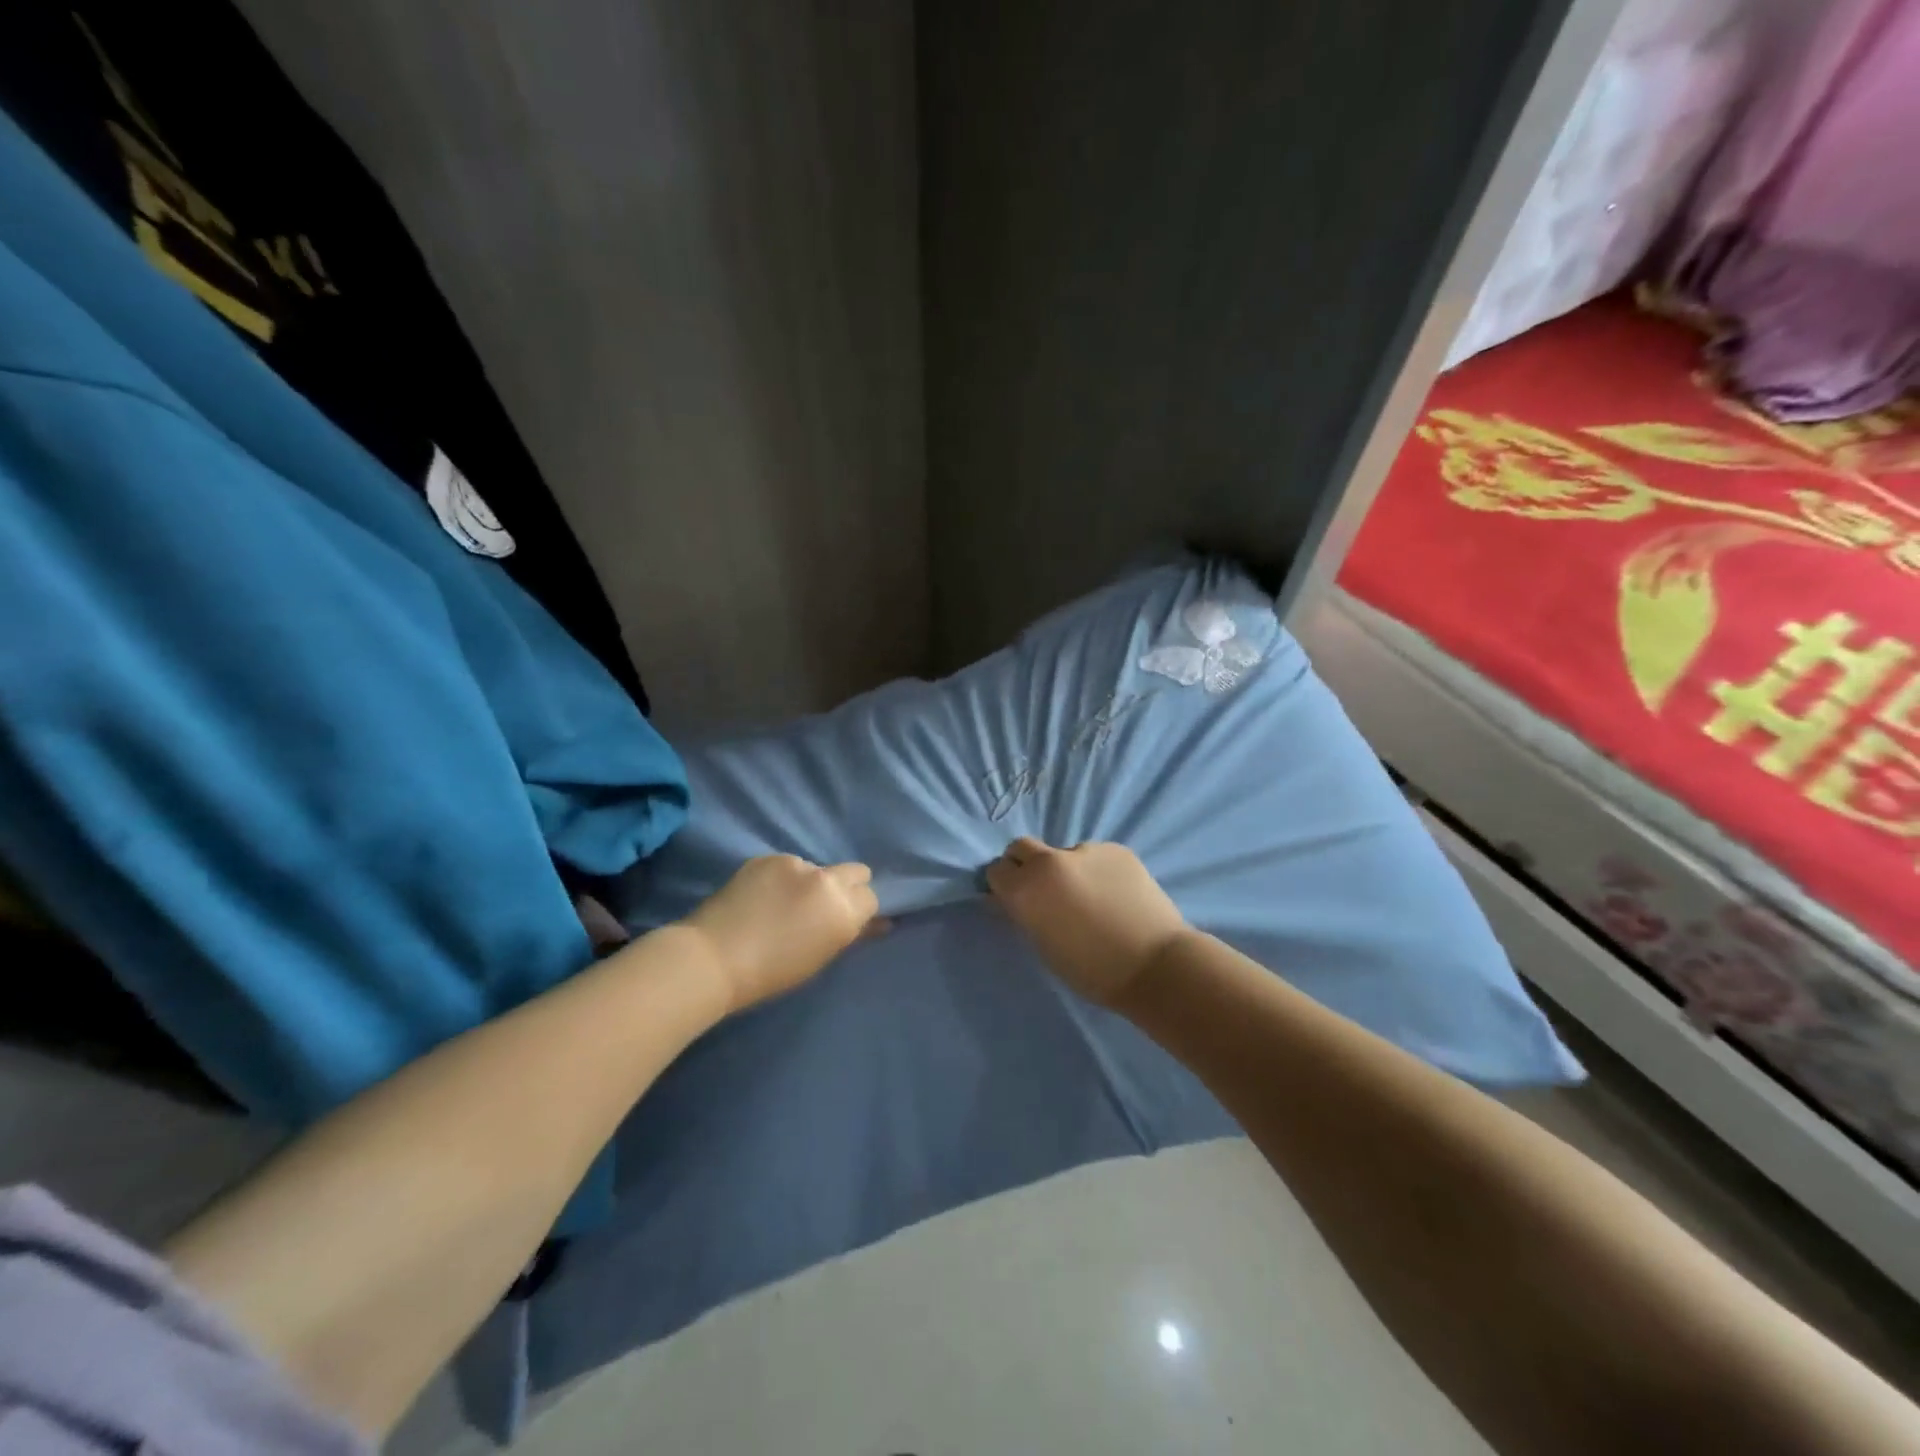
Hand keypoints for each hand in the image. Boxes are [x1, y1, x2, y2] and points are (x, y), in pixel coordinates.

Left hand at [683, 855, 881, 1012]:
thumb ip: (851, 934)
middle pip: (856, 871)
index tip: (844, 921)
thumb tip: (879, 923)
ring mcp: (796, 864)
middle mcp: (826, 881)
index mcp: (843, 911)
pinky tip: (761, 898)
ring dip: (809, 882)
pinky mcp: (768, 858)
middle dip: (847, 886)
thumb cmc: (771, 974)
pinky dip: (782, 879)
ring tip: (781, 905)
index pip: (871, 897)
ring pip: (817, 869)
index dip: (860, 909)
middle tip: (822, 907)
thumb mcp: (820, 958)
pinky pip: (787, 866)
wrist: (713, 959)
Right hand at [984, 838, 1187, 1006]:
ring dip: (1068, 870)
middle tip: (1043, 890)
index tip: (1015, 899)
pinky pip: (1096, 857)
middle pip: (1022, 847)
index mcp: (1025, 889)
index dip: (1004, 885)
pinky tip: (1116, 895)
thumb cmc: (1091, 970)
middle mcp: (1049, 861)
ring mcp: (1085, 850)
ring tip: (1093, 898)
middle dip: (1025, 864)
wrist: (1154, 963)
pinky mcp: (1116, 849)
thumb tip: (1010, 899)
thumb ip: (1023, 914)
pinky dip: (1098, 871)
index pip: (996, 871)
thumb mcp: (1043, 946)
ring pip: (1063, 854)